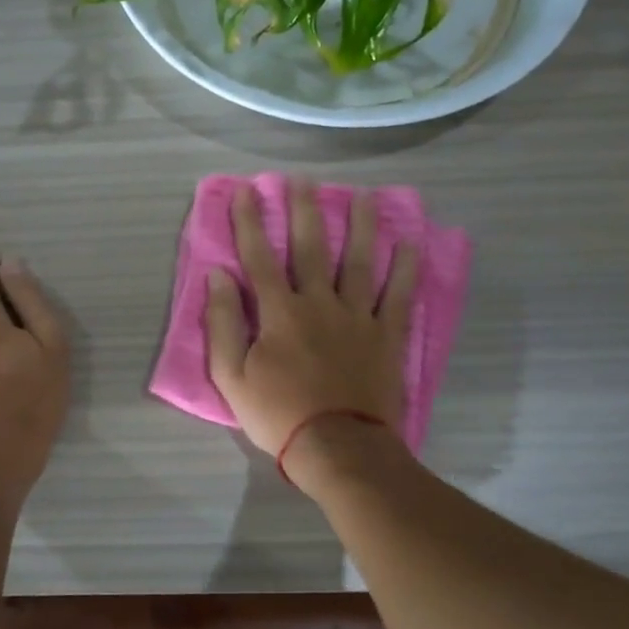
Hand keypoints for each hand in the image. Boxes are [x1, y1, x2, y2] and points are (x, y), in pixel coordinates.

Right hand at [206, 179, 417, 455]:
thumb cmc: (277, 414)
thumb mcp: (231, 376)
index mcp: (278, 312)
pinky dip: (405, 269)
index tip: (247, 190)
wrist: (338, 448)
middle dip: (303, 211)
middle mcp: (319, 303)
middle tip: (303, 179)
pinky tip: (410, 243)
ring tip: (364, 196)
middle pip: (310, 248)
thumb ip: (223, 324)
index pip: (259, 257)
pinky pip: (398, 296)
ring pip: (359, 262)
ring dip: (361, 226)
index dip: (250, 222)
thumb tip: (218, 277)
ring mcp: (357, 317)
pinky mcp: (386, 336)